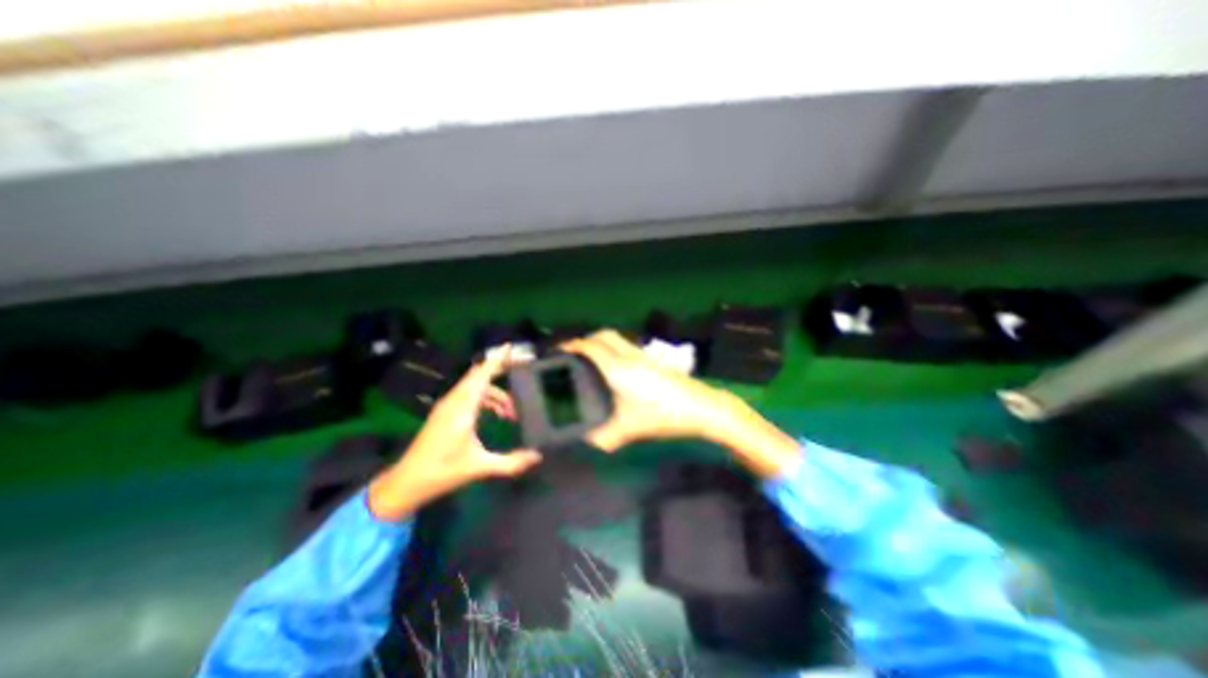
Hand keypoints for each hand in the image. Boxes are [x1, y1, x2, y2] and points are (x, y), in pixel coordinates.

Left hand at [366, 346, 538, 522]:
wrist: (407, 482)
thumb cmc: (443, 472)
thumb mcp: (480, 467)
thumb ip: (511, 463)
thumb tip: (537, 456)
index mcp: (463, 409)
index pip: (482, 375)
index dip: (497, 360)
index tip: (510, 346)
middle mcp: (454, 401)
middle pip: (479, 375)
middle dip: (500, 370)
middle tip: (520, 369)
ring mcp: (448, 405)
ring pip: (475, 386)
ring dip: (496, 392)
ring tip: (511, 412)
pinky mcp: (445, 412)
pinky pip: (469, 394)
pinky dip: (486, 398)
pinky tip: (496, 414)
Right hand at [565, 329, 747, 450]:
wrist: (701, 408)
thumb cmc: (663, 416)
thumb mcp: (629, 430)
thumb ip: (603, 438)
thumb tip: (586, 443)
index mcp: (618, 368)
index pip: (590, 347)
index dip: (572, 346)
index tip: (559, 351)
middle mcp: (629, 355)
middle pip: (603, 335)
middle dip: (586, 340)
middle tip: (575, 354)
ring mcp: (643, 355)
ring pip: (617, 339)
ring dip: (601, 343)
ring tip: (592, 360)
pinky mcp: (654, 360)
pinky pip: (627, 346)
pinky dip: (614, 350)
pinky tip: (615, 369)